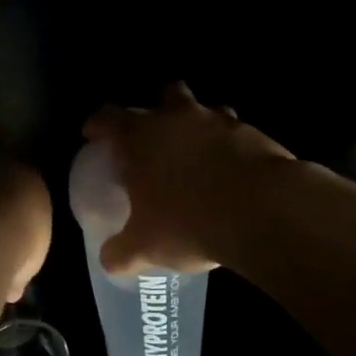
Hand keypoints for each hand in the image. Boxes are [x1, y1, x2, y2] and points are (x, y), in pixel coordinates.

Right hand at [83, 82, 294, 275]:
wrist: (261, 211)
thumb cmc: (189, 222)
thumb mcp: (145, 246)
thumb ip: (122, 251)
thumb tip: (109, 261)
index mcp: (140, 137)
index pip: (108, 117)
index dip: (98, 124)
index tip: (94, 135)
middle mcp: (177, 118)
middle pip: (166, 95)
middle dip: (160, 108)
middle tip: (157, 136)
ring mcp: (218, 121)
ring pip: (206, 108)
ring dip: (200, 123)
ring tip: (200, 152)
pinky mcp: (254, 133)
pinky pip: (237, 131)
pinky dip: (232, 145)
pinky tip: (233, 170)